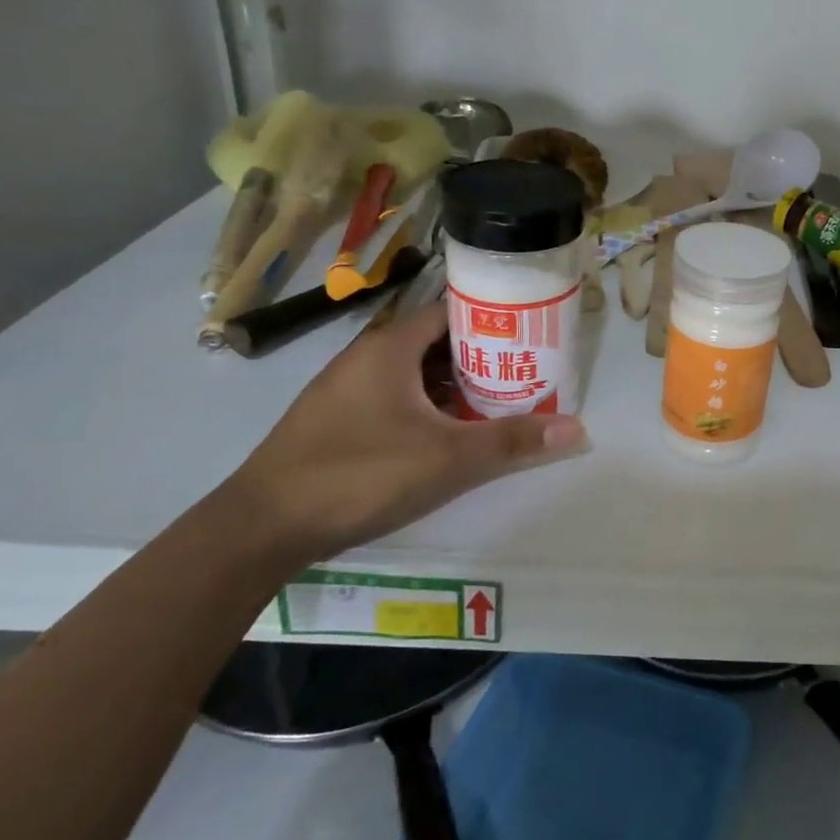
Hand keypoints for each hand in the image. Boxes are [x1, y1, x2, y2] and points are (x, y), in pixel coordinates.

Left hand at [216, 302, 584, 566]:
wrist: (260, 528)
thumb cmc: (360, 474)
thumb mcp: (448, 458)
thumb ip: (513, 440)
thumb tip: (578, 429)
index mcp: (390, 348)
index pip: (451, 311)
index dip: (493, 319)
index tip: (531, 333)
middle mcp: (366, 357)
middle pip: (436, 342)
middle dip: (481, 356)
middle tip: (525, 371)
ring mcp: (346, 389)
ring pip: (414, 372)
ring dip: (454, 384)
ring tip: (498, 400)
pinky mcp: (336, 420)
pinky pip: (394, 396)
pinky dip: (426, 404)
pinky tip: (448, 432)